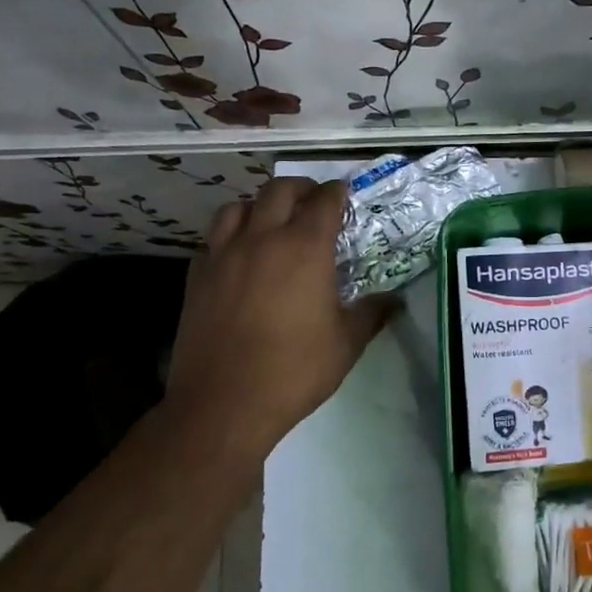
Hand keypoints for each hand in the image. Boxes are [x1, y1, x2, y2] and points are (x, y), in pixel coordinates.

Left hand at [160, 177, 394, 467]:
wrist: (224, 403)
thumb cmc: (295, 370)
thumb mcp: (346, 344)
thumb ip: (371, 314)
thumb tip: (395, 301)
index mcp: (304, 248)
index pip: (324, 201)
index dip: (336, 192)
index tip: (344, 194)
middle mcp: (262, 239)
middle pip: (278, 191)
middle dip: (300, 188)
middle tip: (312, 201)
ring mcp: (223, 255)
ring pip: (237, 208)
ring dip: (259, 206)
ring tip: (270, 221)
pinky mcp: (196, 277)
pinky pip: (211, 240)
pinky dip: (228, 236)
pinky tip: (237, 255)